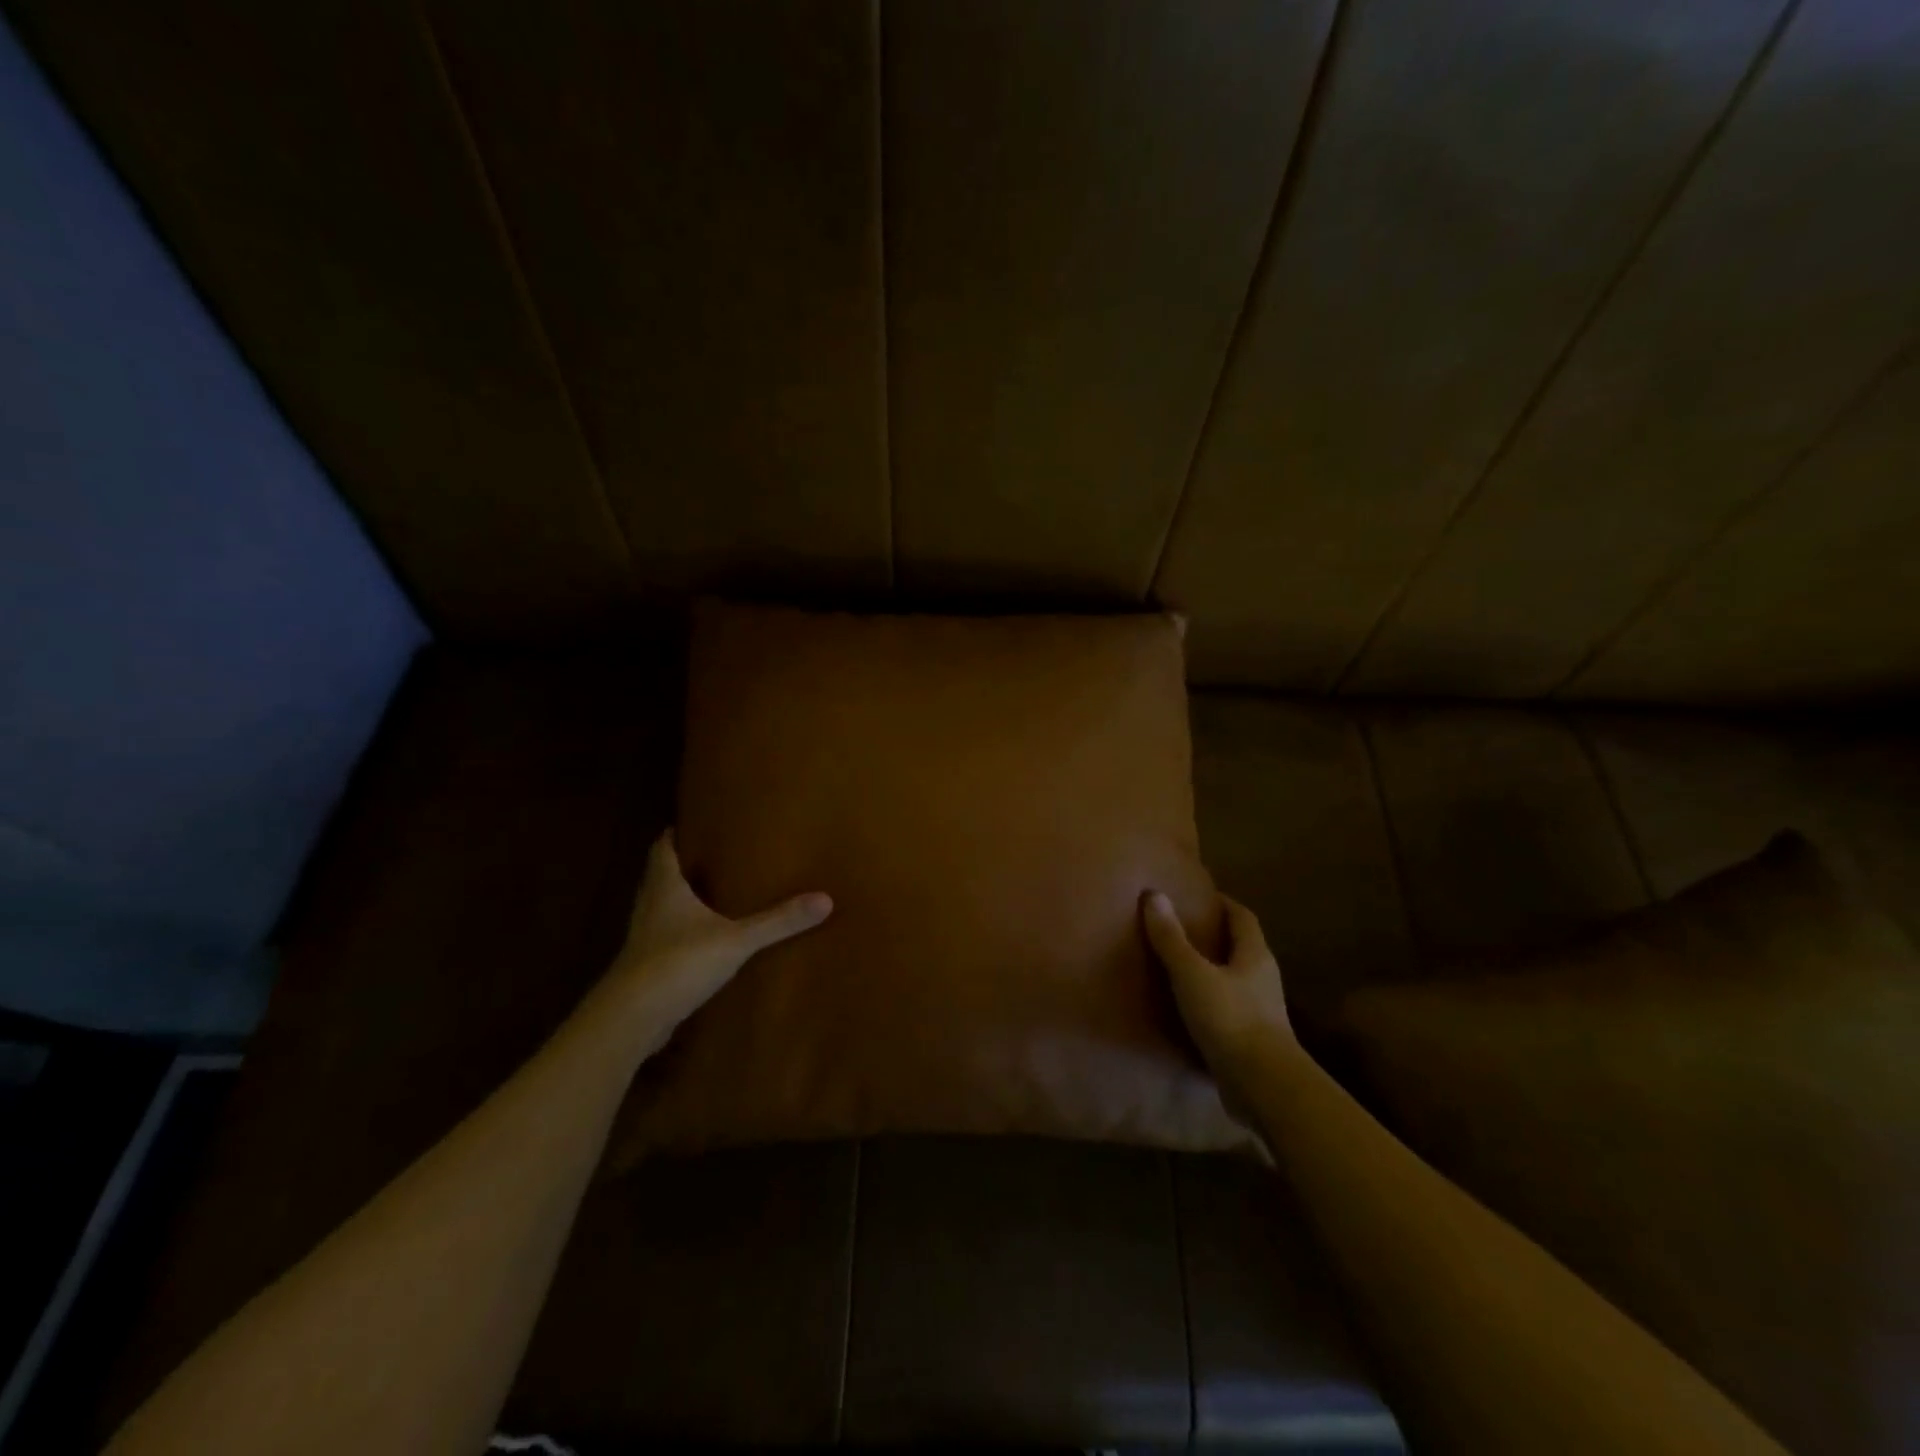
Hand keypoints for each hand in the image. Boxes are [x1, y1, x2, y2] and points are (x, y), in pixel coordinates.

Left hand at [602, 831, 830, 1048]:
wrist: (631, 1018)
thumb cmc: (678, 963)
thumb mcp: (736, 940)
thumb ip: (778, 921)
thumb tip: (825, 899)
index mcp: (665, 888)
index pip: (662, 849)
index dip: (673, 835)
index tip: (690, 823)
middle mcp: (649, 907)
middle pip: (659, 877)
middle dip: (679, 865)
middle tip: (708, 855)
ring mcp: (643, 940)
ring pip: (659, 909)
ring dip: (678, 900)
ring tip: (709, 893)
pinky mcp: (645, 968)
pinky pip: (663, 939)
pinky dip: (679, 933)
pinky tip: (701, 940)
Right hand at [1142, 891, 1295, 1083]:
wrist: (1264, 1086)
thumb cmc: (1231, 1019)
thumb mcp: (1192, 975)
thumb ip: (1172, 939)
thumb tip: (1154, 895)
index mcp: (1256, 956)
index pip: (1243, 918)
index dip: (1224, 903)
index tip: (1199, 896)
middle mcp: (1264, 979)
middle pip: (1242, 947)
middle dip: (1216, 936)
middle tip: (1183, 928)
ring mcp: (1262, 1012)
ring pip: (1237, 980)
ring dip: (1214, 970)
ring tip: (1181, 966)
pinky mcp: (1253, 1040)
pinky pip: (1231, 1009)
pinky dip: (1212, 1001)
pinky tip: (1190, 1009)